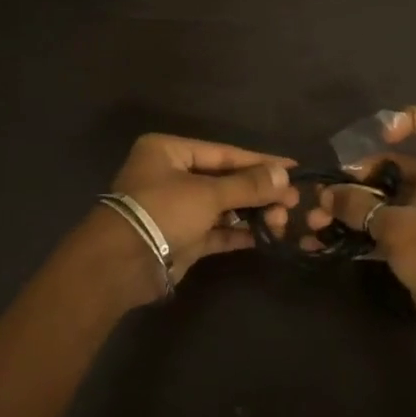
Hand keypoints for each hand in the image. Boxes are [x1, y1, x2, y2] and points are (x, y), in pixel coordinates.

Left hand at [108, 133, 299, 282]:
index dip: (260, 160)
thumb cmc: (162, 212)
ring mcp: (176, 209)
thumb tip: (284, 175)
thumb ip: (247, 185)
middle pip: (225, 179)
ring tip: (283, 220)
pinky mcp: (182, 238)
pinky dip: (239, 232)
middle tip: (293, 201)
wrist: (121, 264)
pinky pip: (216, 230)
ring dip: (253, 212)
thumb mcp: (207, 194)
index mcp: (169, 152)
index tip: (293, 168)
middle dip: (259, 191)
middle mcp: (171, 175)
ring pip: (222, 206)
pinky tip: (266, 235)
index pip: (224, 152)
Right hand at [311, 106, 415, 336]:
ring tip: (316, 222)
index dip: (408, 119)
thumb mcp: (396, 228)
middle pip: (395, 165)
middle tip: (325, 197)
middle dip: (356, 179)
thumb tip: (327, 195)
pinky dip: (358, 231)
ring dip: (350, 208)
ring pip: (383, 199)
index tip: (378, 137)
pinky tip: (324, 241)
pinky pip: (382, 226)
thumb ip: (359, 206)